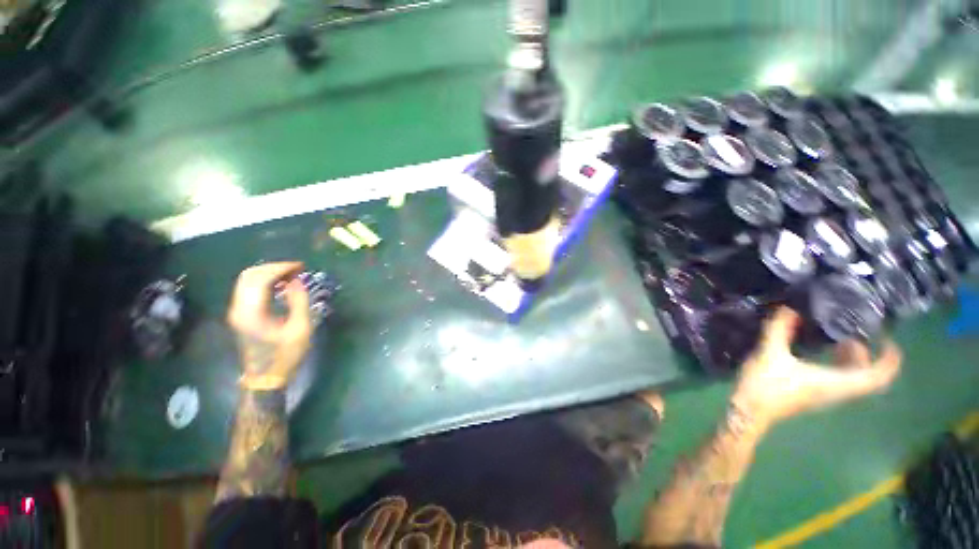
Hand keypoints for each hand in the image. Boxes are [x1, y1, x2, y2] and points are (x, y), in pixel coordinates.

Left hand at [228, 262, 311, 390]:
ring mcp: (237, 311)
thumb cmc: (285, 355)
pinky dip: (264, 281)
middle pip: (249, 276)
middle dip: (273, 267)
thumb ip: (299, 302)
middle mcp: (239, 308)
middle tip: (296, 269)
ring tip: (291, 275)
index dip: (281, 268)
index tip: (300, 266)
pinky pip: (248, 289)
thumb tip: (297, 280)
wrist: (265, 378)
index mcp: (252, 312)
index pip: (261, 279)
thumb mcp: (300, 329)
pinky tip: (280, 284)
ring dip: (268, 273)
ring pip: (247, 281)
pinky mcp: (240, 314)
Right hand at [732, 307, 901, 432]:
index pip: (877, 376)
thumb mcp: (770, 354)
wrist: (751, 410)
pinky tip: (823, 354)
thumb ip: (779, 330)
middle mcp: (838, 391)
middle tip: (856, 334)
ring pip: (855, 379)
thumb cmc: (765, 385)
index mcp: (836, 383)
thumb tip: (789, 309)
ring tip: (840, 341)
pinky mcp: (816, 395)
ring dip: (854, 360)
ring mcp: (828, 395)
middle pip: (868, 377)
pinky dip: (841, 365)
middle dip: (868, 355)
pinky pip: (842, 380)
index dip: (889, 358)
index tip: (886, 339)